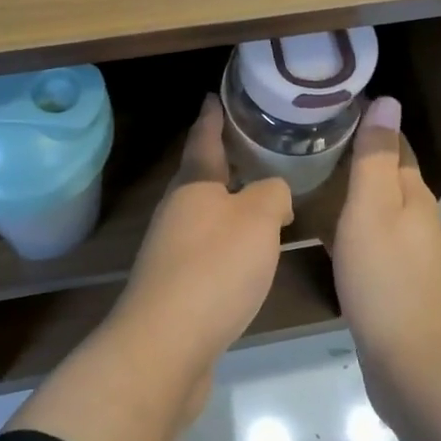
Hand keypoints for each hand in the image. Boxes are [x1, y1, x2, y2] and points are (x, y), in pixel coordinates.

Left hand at [110, 95, 292, 368]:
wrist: (166, 344)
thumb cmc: (215, 267)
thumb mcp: (258, 218)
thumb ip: (273, 194)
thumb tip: (275, 194)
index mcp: (194, 184)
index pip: (203, 138)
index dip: (211, 116)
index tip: (214, 95)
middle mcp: (177, 210)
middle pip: (201, 176)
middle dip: (224, 160)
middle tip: (253, 146)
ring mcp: (171, 249)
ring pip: (205, 214)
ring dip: (228, 203)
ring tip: (259, 198)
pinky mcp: (176, 286)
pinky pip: (207, 249)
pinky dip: (228, 242)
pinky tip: (247, 255)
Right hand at [329, 97, 440, 374]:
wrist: (415, 366)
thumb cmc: (387, 280)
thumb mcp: (373, 209)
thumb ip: (376, 157)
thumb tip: (387, 100)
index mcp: (411, 193)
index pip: (392, 142)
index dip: (366, 120)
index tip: (327, 104)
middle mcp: (415, 216)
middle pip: (385, 172)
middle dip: (353, 151)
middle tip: (305, 135)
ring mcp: (407, 251)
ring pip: (376, 204)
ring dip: (349, 186)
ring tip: (306, 172)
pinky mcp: (395, 280)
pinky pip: (369, 235)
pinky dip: (347, 220)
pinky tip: (322, 226)